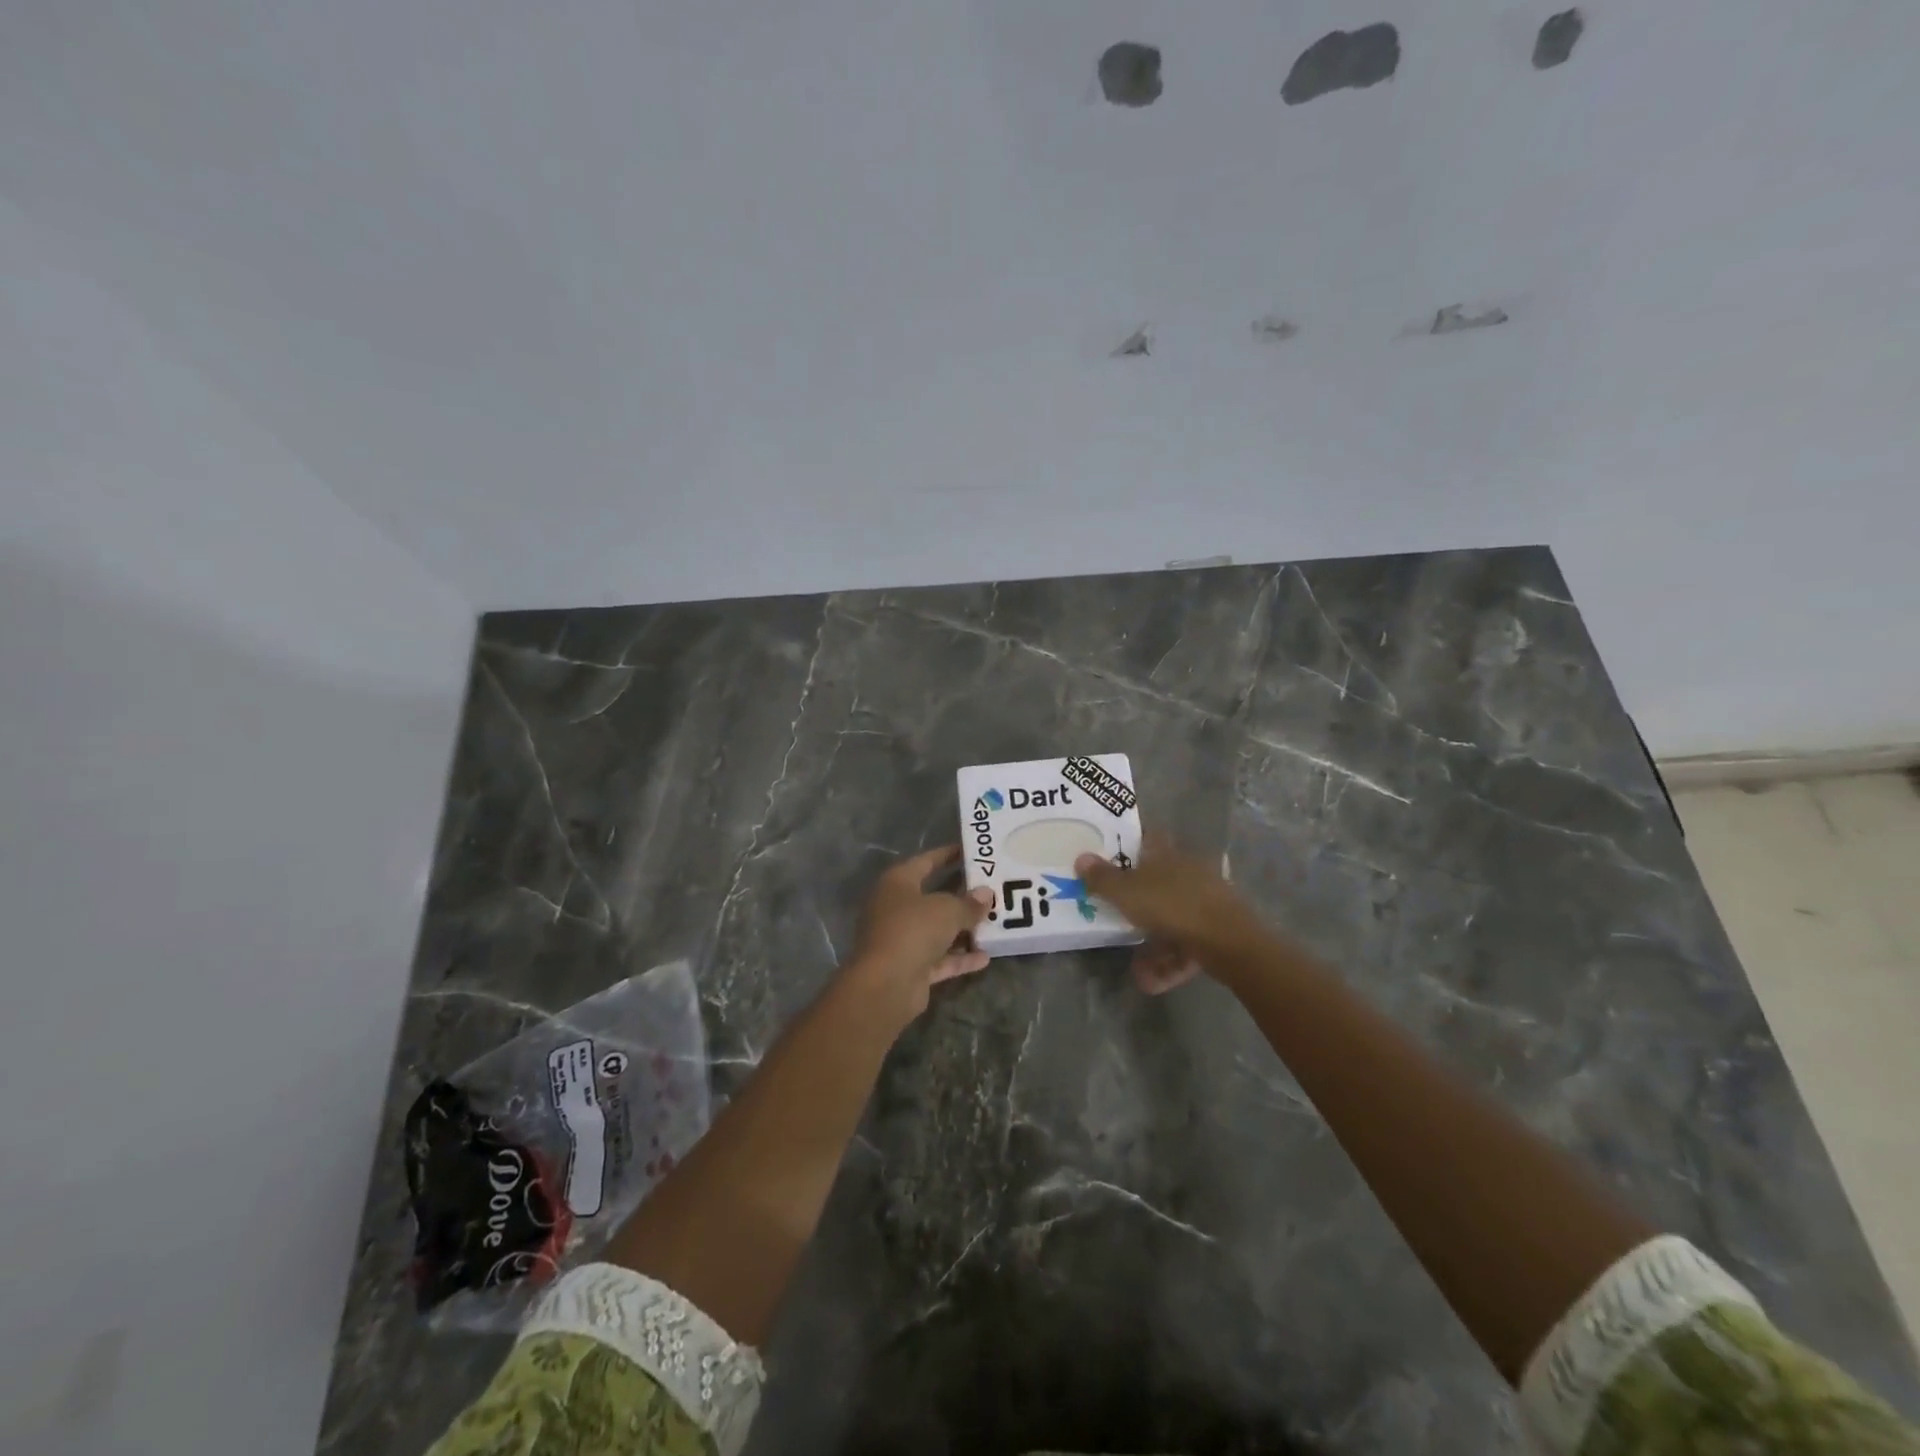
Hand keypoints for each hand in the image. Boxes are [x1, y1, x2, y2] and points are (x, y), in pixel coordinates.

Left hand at [845, 845, 993, 1016]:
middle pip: (933, 897)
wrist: (886, 984)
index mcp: (898, 883)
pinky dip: (959, 958)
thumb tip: (986, 894)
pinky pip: (940, 958)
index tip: (972, 852)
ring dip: (962, 929)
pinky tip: (985, 957)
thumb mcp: (947, 910)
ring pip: (937, 930)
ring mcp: (901, 939)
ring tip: (993, 923)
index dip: (948, 854)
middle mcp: (896, 908)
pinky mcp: (910, 968)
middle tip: (991, 890)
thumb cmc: (913, 930)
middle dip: (961, 896)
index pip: (926, 861)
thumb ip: (969, 903)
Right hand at [1076, 836, 1260, 995]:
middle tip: (1117, 917)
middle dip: (1139, 905)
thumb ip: (1102, 878)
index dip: (1132, 845)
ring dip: (1154, 945)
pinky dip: (1169, 962)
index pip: (1149, 839)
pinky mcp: (1218, 932)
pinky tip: (1151, 982)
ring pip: (1173, 920)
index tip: (1113, 858)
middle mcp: (1189, 873)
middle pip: (1159, 883)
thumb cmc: (1172, 906)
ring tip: (1137, 970)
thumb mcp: (1127, 893)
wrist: (1229, 942)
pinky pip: (1187, 946)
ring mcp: (1206, 902)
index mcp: (1168, 856)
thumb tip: (1080, 857)